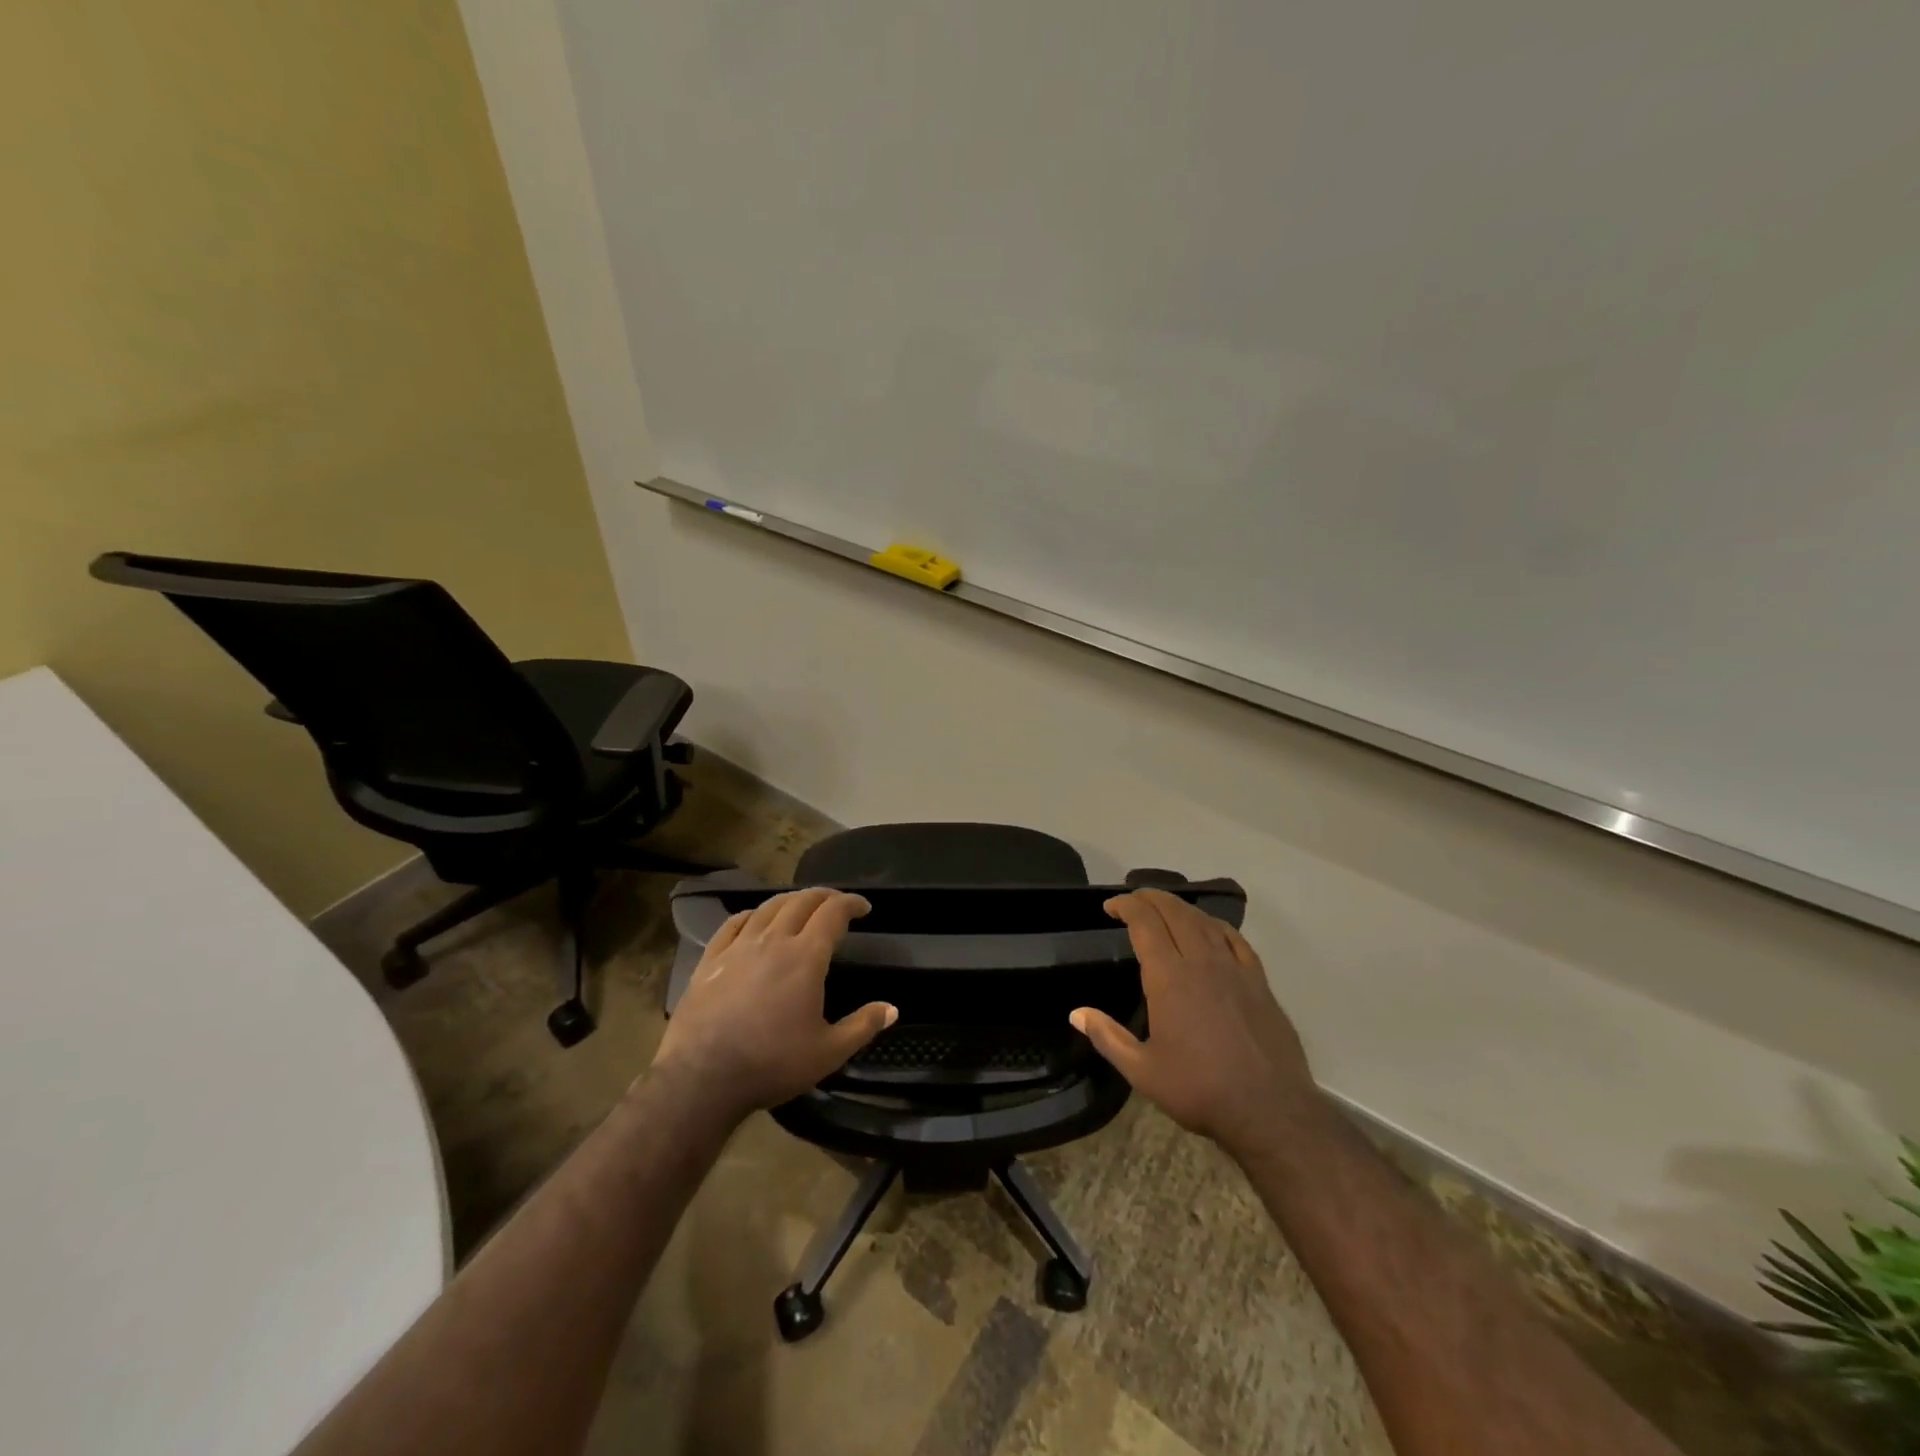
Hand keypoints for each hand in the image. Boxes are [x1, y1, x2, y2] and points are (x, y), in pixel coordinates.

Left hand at [652, 888, 895, 1123]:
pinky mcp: (710, 960)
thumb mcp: (828, 1053)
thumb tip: (892, 1009)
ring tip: (802, 906)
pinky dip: (752, 914)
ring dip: (791, 900)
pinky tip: (756, 919)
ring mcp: (738, 948)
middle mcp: (773, 941)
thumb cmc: (771, 1064)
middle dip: (824, 896)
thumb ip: (862, 1026)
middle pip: (801, 901)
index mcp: (805, 957)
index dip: (851, 903)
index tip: (864, 907)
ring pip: (768, 908)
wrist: (701, 1079)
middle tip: (837, 903)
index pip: (833, 913)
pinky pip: (733, 924)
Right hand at [1071, 889, 1315, 1157]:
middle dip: (1150, 898)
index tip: (1111, 907)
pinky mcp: (1259, 982)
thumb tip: (1076, 1014)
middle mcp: (1202, 962)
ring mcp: (1235, 969)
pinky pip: (1235, 939)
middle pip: (1175, 912)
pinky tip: (1210, 930)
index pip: (1145, 923)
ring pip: (1204, 921)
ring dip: (1180, 908)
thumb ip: (1108, 1037)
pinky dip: (1216, 925)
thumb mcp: (1143, 1071)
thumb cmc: (1200, 1090)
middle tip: (1133, 901)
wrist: (1270, 1111)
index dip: (1126, 906)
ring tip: (1165, 910)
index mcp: (1169, 978)